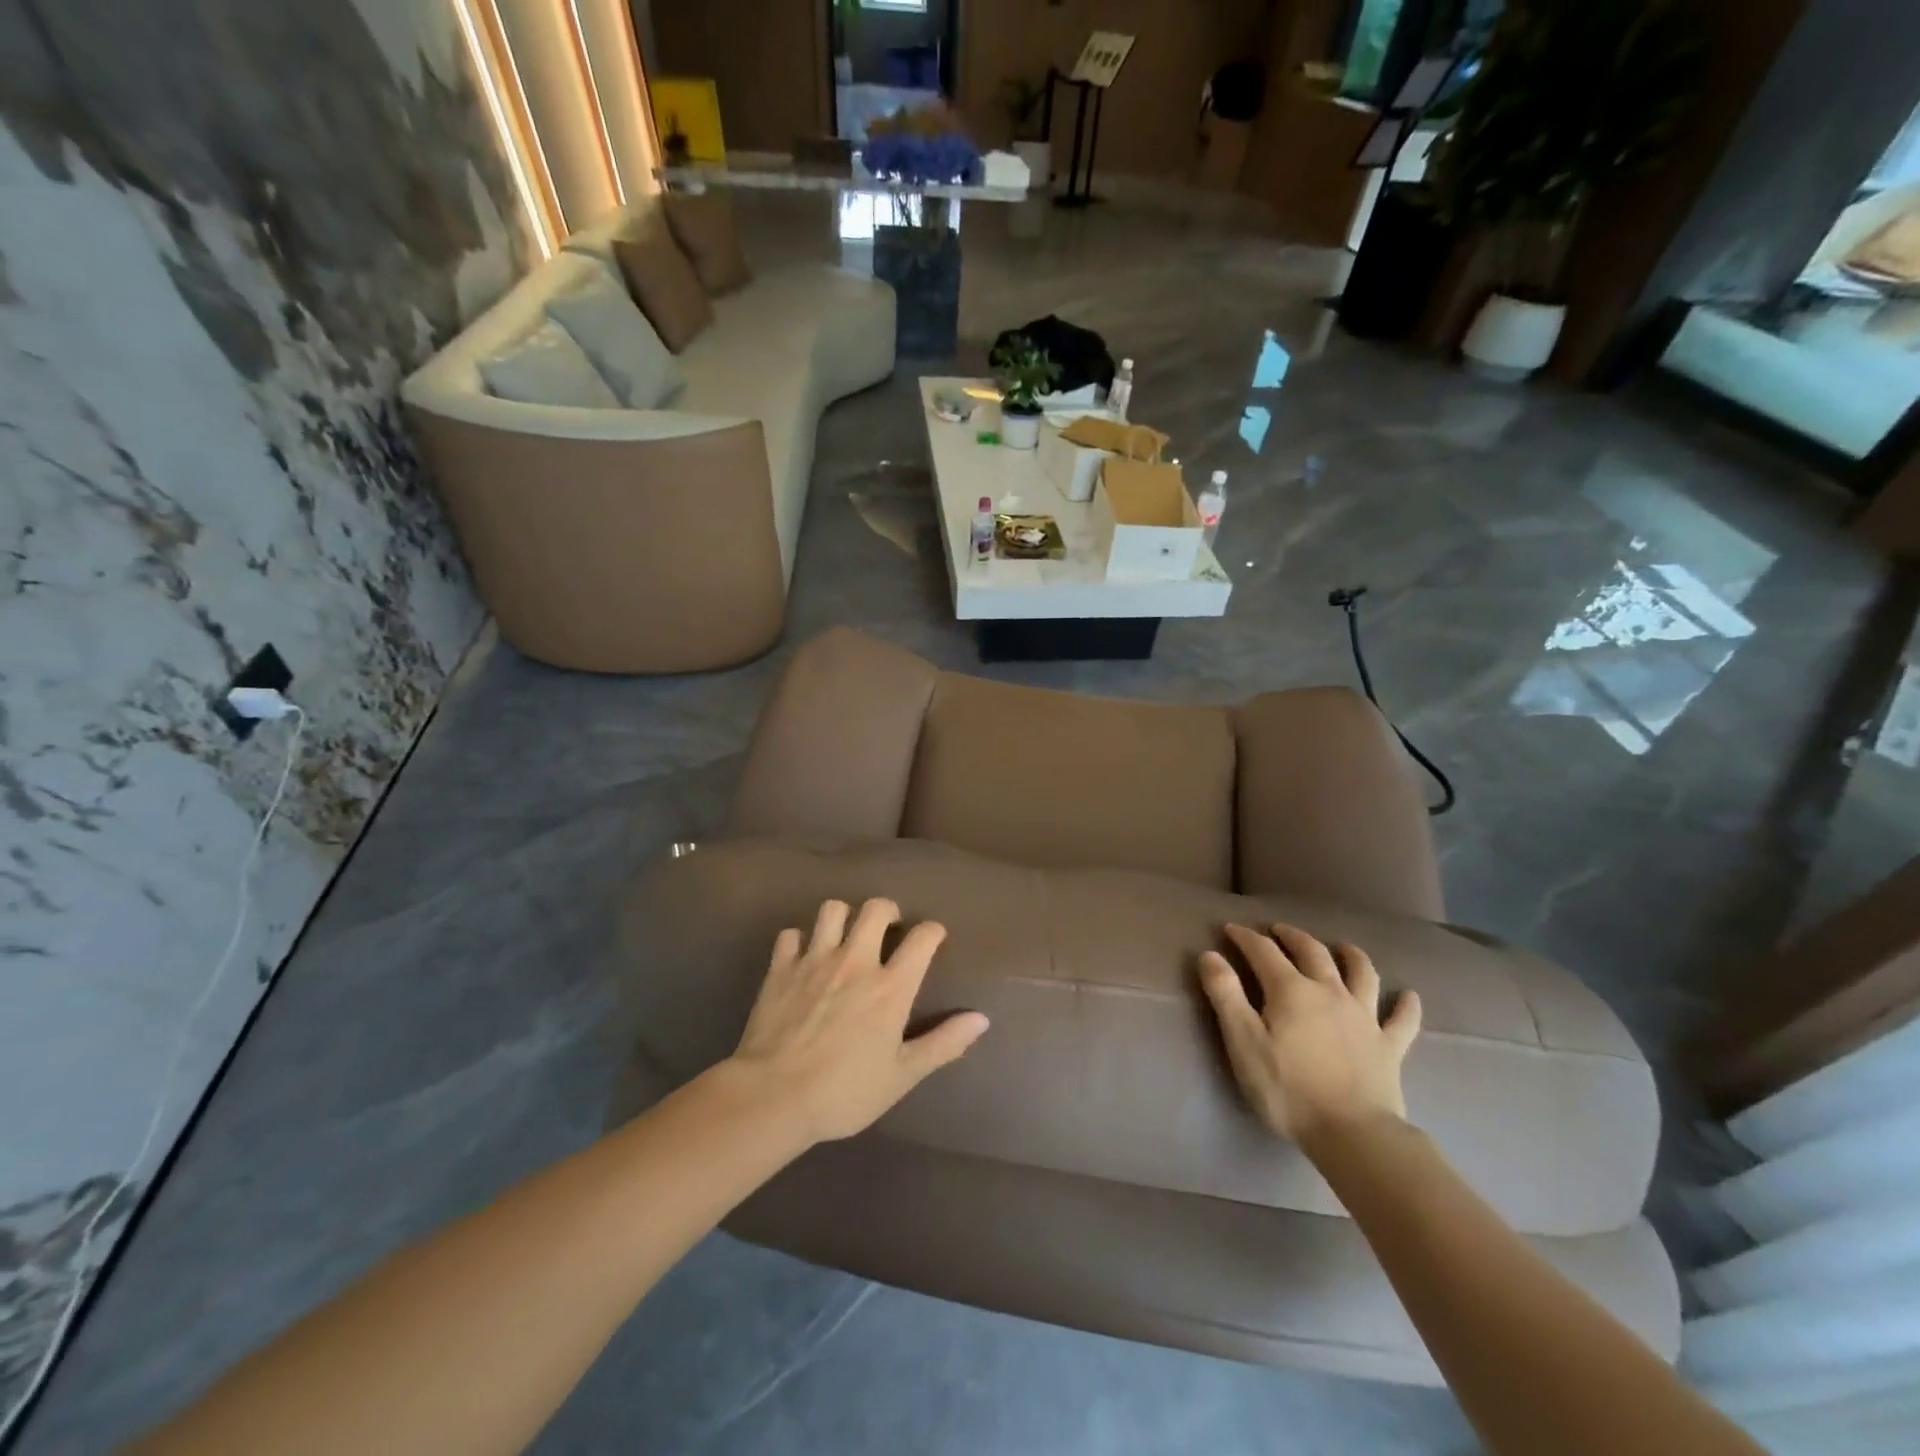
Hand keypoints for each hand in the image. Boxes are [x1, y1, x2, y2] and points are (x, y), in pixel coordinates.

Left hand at [728, 898, 989, 1144]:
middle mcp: (856, 962)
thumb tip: (981, 1019)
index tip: (933, 939)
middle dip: (887, 911)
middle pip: (876, 909)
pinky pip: (790, 935)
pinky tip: (803, 956)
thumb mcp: (902, 1076)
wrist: (773, 1097)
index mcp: (890, 987)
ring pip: (832, 910)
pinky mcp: (781, 968)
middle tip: (888, 929)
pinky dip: (799, 940)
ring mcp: (815, 960)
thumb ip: (943, 1044)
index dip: (933, 931)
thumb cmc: (844, 1092)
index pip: (922, 938)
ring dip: (843, 917)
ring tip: (845, 935)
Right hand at [1197, 923, 1421, 1147]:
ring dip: (1350, 955)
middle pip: (1312, 952)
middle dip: (1292, 937)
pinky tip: (1409, 996)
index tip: (1230, 929)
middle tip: (1278, 931)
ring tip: (1342, 947)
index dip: (1245, 937)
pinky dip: (1406, 1005)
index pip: (1263, 951)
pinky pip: (1403, 1020)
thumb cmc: (1288, 1089)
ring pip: (1361, 974)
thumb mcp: (1243, 1042)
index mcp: (1291, 990)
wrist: (1353, 1134)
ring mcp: (1364, 1017)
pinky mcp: (1389, 1046)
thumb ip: (1225, 995)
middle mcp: (1329, 992)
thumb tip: (1210, 955)